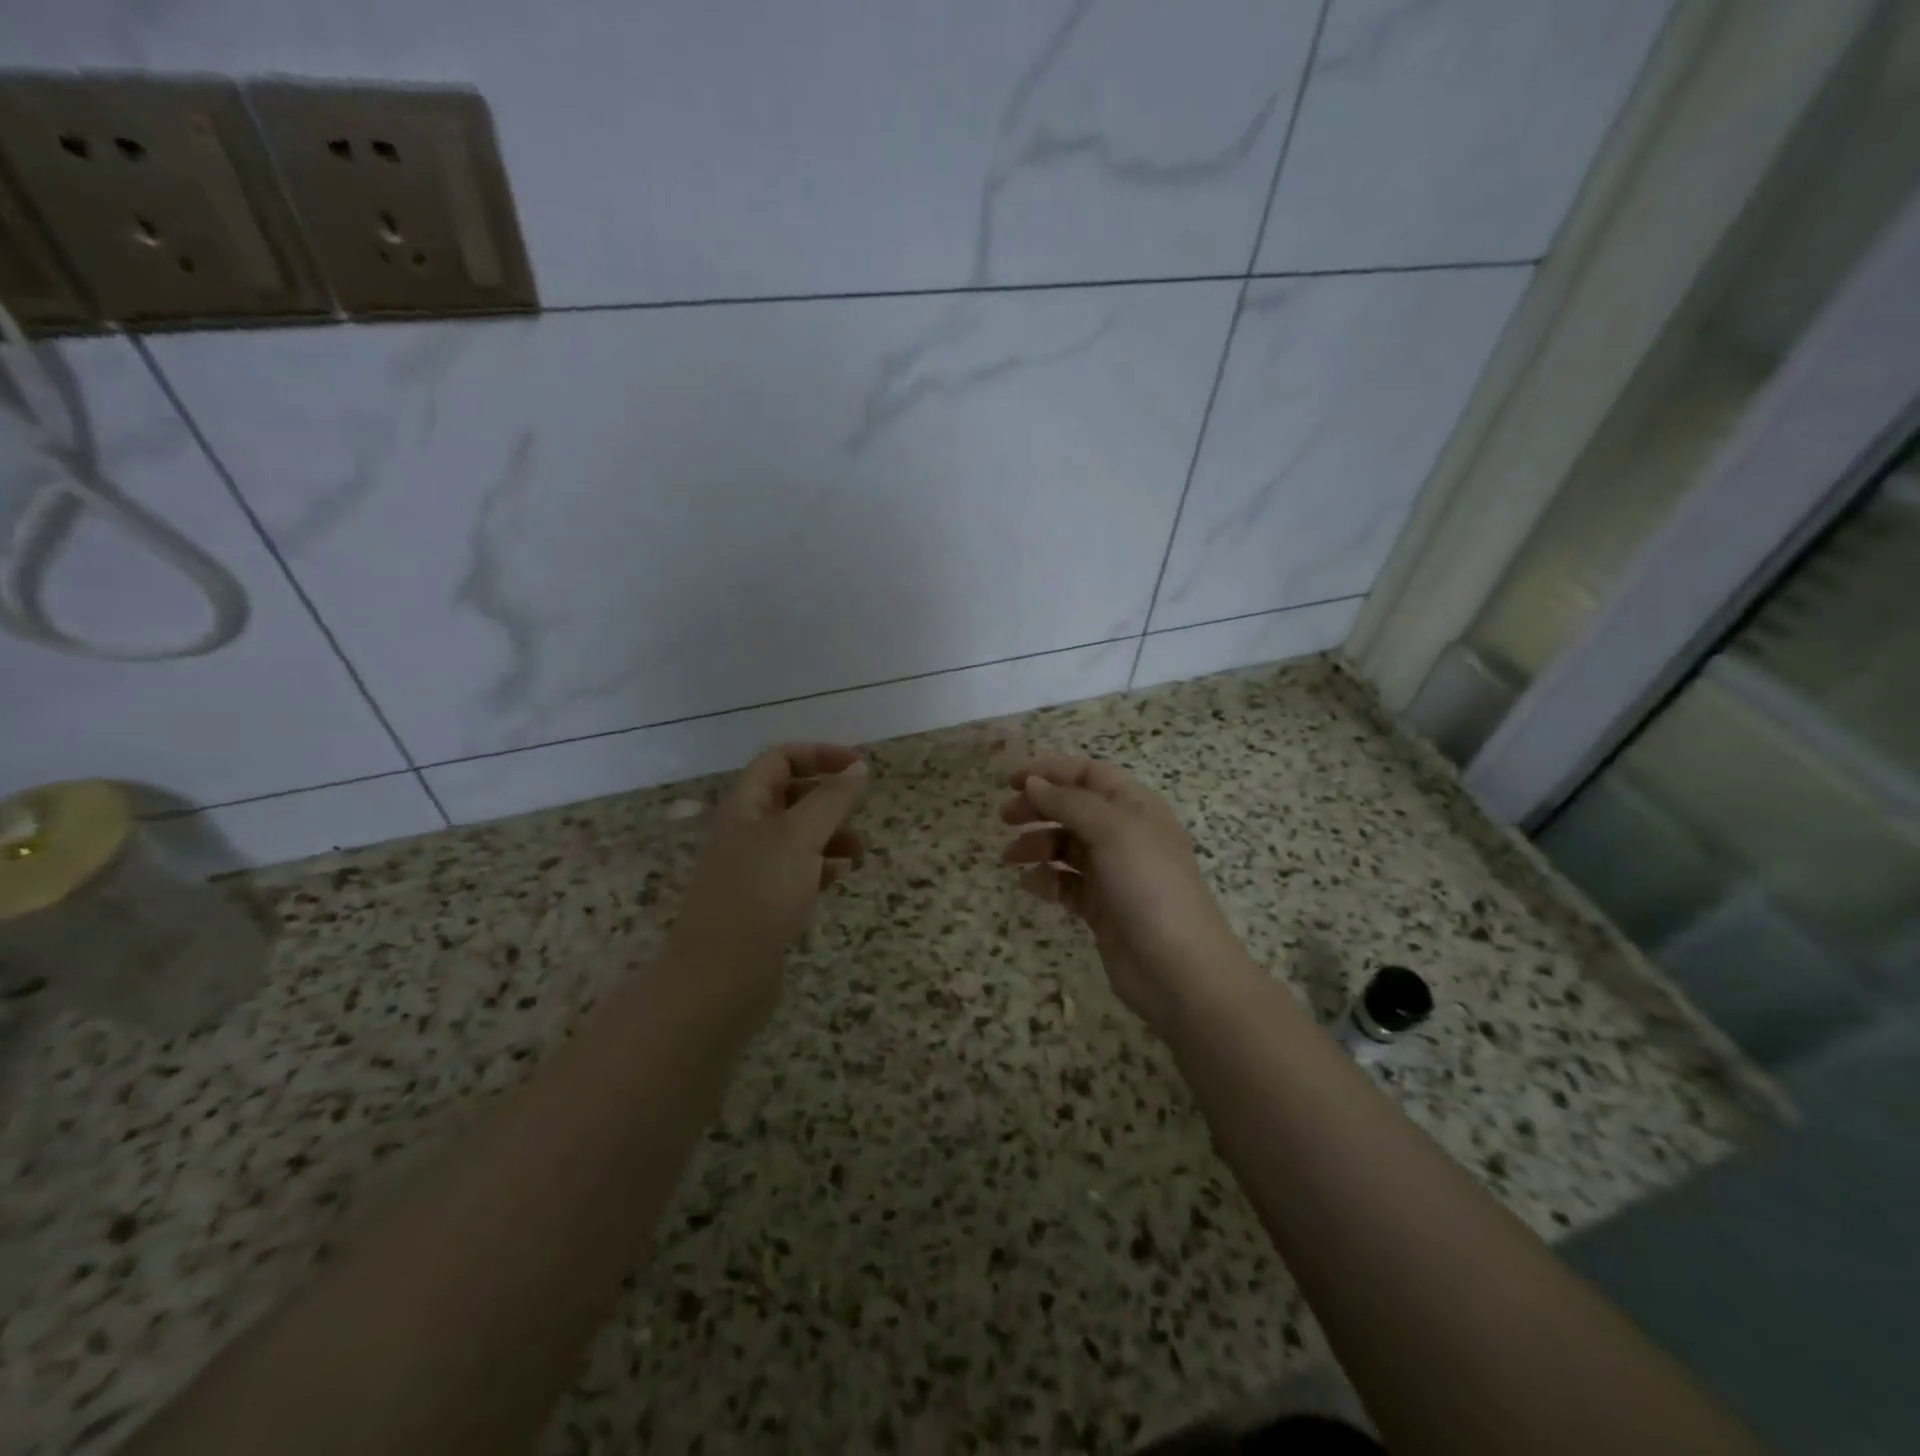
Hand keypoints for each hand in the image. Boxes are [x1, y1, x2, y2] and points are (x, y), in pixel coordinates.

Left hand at [666, 743, 867, 1024]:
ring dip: (830, 833)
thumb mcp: (800, 837)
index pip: (780, 759)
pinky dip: (820, 865)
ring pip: (796, 834)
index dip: (819, 755)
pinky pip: (796, 869)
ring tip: (859, 852)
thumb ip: (832, 799)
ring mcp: (750, 867)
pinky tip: (839, 877)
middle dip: (828, 797)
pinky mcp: (761, 900)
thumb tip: (859, 767)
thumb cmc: (760, 894)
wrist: (719, 977)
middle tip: (861, 809)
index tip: (859, 768)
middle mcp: (744, 830)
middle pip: (789, 795)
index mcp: (744, 805)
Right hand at [1000, 755, 1254, 1037]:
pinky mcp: (1102, 907)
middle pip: (1074, 808)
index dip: (1051, 771)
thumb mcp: (1112, 831)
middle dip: (1039, 807)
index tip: (1012, 780)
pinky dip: (1047, 880)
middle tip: (1005, 817)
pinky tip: (1031, 885)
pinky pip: (1067, 883)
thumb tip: (1033, 782)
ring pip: (1067, 846)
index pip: (1089, 774)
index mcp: (1135, 807)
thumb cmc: (1149, 886)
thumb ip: (1070, 802)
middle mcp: (1125, 834)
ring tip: (1011, 857)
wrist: (1178, 969)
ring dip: (1037, 844)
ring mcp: (1114, 873)